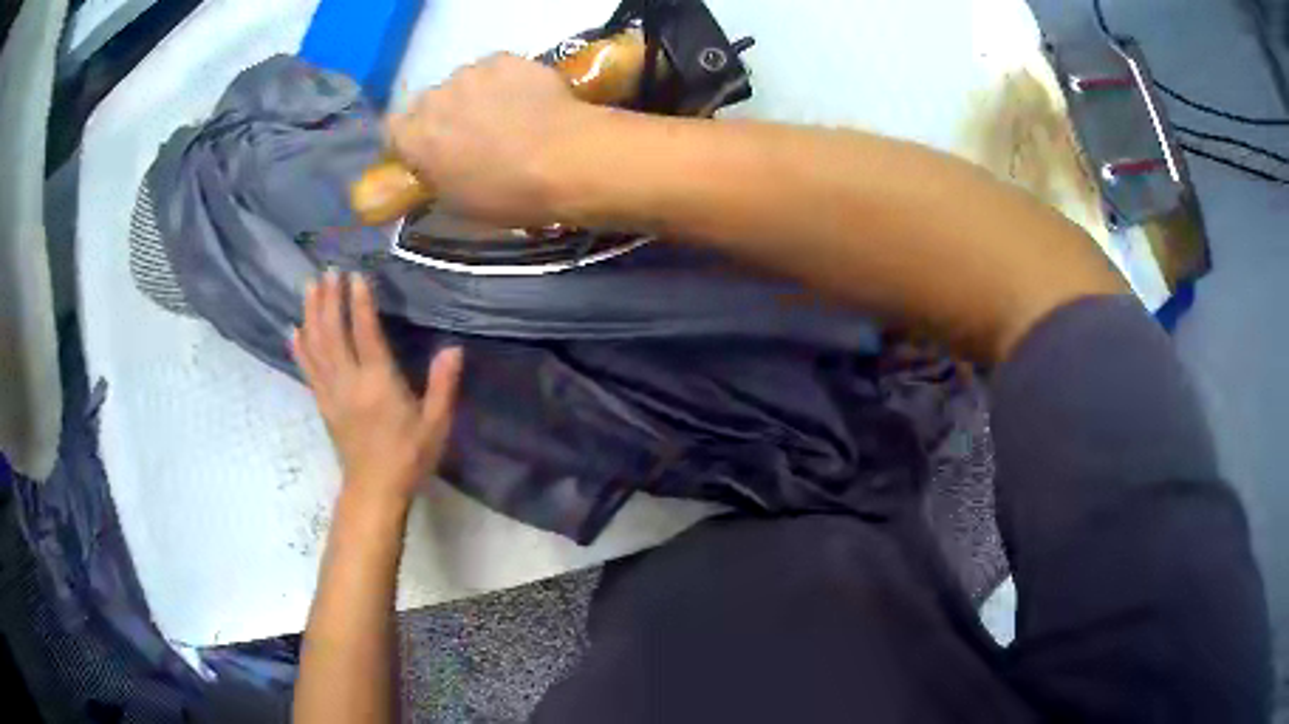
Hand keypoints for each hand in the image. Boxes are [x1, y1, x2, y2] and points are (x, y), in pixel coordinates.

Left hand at [292, 271, 462, 506]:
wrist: (375, 490)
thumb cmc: (409, 456)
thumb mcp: (436, 424)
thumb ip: (443, 385)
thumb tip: (454, 349)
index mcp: (378, 383)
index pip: (365, 333)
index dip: (359, 303)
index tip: (355, 276)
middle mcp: (349, 382)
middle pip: (332, 333)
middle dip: (329, 299)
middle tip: (327, 272)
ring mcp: (331, 392)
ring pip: (316, 346)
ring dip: (311, 314)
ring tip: (309, 287)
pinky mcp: (322, 404)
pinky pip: (307, 370)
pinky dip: (299, 348)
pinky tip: (293, 330)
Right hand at [387, 53, 601, 225]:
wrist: (564, 159)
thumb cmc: (506, 194)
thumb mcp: (456, 203)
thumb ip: (434, 178)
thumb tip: (433, 171)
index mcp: (412, 138)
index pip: (393, 131)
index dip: (412, 140)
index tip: (430, 151)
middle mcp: (432, 98)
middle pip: (429, 103)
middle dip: (445, 116)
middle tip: (474, 136)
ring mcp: (469, 73)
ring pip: (464, 83)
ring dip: (476, 96)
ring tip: (508, 116)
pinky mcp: (505, 59)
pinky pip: (497, 70)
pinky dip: (507, 82)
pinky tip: (529, 101)